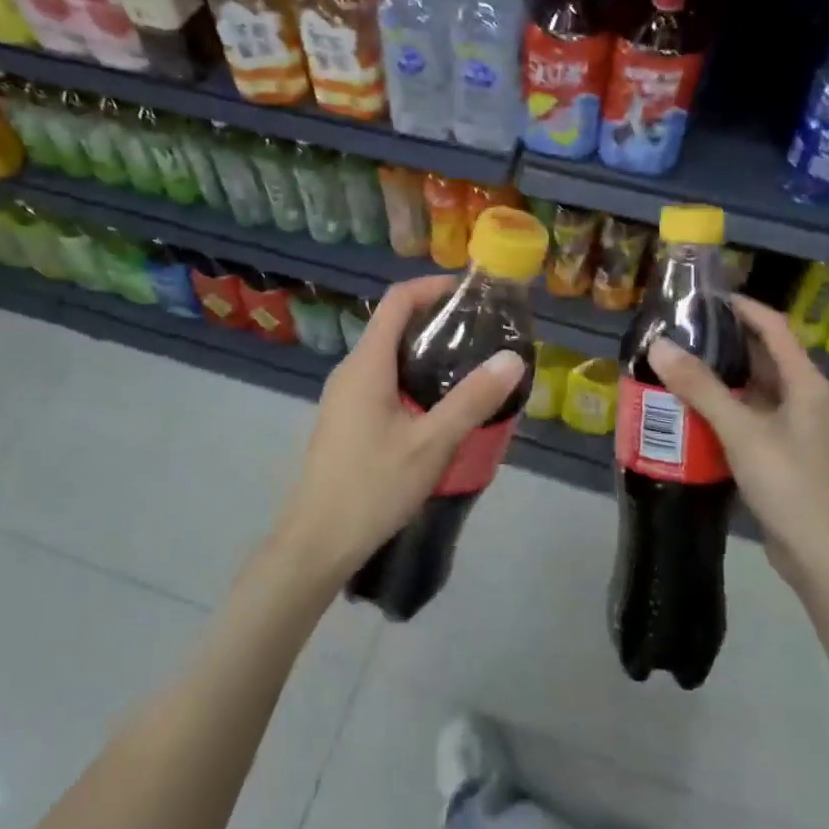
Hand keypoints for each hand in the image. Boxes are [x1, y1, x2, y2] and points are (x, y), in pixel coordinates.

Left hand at [267, 275, 525, 591]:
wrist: (317, 541)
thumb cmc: (372, 487)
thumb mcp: (431, 444)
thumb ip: (472, 400)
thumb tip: (512, 358)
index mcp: (366, 365)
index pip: (397, 301)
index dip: (432, 287)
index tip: (471, 294)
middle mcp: (350, 371)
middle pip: (392, 325)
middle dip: (436, 320)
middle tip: (481, 333)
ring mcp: (343, 397)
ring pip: (387, 357)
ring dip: (425, 352)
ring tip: (468, 366)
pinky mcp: (345, 421)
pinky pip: (381, 382)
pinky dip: (412, 377)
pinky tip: (438, 406)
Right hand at [647, 294, 828, 586]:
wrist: (825, 558)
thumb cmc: (791, 486)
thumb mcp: (743, 433)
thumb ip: (702, 389)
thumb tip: (660, 346)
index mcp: (806, 384)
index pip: (774, 328)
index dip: (743, 307)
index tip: (704, 297)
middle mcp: (804, 400)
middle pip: (763, 357)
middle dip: (724, 343)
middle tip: (679, 334)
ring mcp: (795, 430)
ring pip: (754, 391)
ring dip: (720, 379)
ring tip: (676, 368)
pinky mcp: (782, 456)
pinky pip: (749, 419)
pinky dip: (722, 411)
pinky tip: (690, 414)